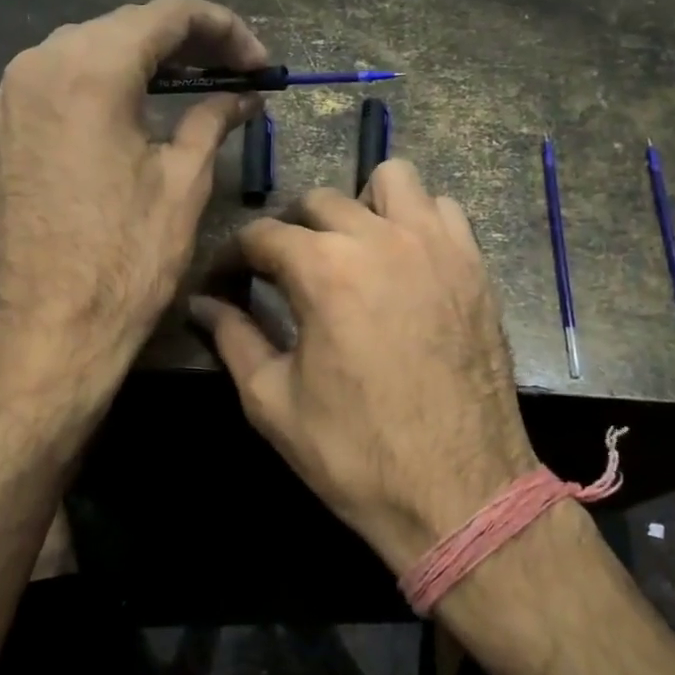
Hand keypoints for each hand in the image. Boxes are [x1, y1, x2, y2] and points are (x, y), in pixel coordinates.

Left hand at [0, 0, 266, 374]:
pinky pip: (52, 85)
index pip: (168, 15)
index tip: (258, 63)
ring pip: (83, 51)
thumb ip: (213, 121)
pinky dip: (97, 86)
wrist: (46, 330)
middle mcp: (37, 67)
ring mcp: (7, 100)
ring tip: (187, 89)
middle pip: (122, 27)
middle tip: (231, 73)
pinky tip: (128, 114)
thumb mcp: (183, 183)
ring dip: (139, 62)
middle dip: (184, 43)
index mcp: (89, 70)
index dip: (224, 28)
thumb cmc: (126, 260)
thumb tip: (242, 96)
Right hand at [191, 161, 538, 574]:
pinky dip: (415, 219)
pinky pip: (442, 209)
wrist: (460, 493)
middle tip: (283, 272)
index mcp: (323, 270)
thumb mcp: (273, 402)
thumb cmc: (356, 454)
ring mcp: (435, 246)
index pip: (262, 234)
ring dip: (359, 206)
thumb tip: (201, 305)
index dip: (233, 255)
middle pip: (318, 200)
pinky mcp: (473, 265)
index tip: (226, 279)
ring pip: (390, 181)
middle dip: (290, 230)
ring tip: (351, 251)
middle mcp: (380, 239)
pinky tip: (404, 260)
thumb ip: (233, 339)